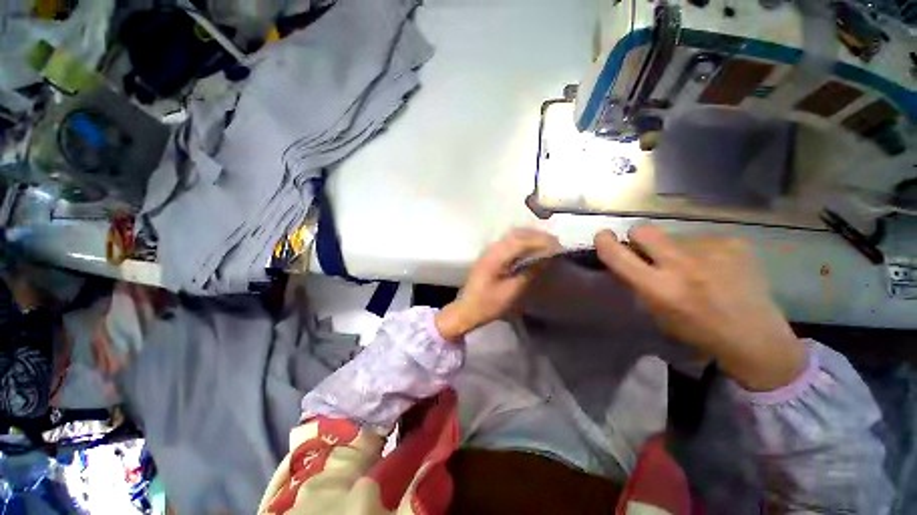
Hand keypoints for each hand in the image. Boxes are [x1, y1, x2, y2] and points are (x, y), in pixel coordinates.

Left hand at [435, 228, 561, 341]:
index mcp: (496, 257)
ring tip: (546, 244)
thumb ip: (528, 273)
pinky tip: (530, 249)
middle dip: (537, 236)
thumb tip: (546, 260)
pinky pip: (508, 242)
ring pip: (512, 236)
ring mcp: (489, 250)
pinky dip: (522, 242)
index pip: (522, 241)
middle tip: (555, 243)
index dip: (541, 241)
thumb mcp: (511, 292)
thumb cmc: (488, 304)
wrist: (466, 310)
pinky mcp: (489, 255)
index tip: (558, 246)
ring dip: (530, 237)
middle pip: (517, 234)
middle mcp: (492, 249)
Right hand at [594, 225, 805, 391]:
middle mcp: (682, 265)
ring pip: (675, 237)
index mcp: (660, 289)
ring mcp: (711, 251)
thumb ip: (639, 282)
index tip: (603, 237)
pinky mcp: (734, 243)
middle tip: (649, 251)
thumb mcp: (656, 313)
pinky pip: (702, 240)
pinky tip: (718, 270)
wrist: (756, 338)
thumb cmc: (698, 332)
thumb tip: (627, 258)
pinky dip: (702, 252)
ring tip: (696, 270)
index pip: (618, 255)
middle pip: (644, 230)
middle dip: (638, 237)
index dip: (604, 241)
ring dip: (676, 249)